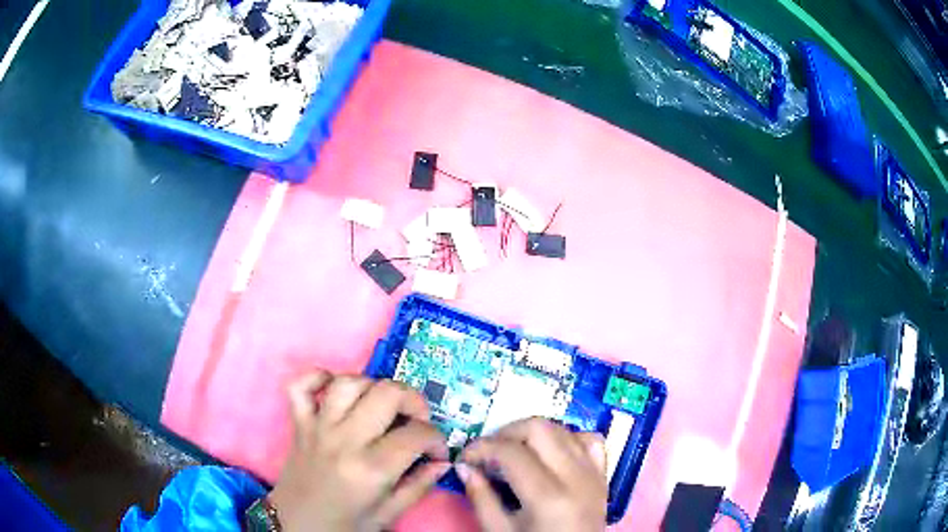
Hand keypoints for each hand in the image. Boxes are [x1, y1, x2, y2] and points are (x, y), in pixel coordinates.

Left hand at [270, 371, 449, 531]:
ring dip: (373, 386)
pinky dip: (318, 377)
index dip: (437, 439)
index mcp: (371, 469)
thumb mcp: (388, 515)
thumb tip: (443, 462)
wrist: (297, 527)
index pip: (417, 434)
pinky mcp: (298, 423)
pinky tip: (335, 388)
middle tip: (417, 421)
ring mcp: (318, 427)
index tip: (436, 451)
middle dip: (415, 401)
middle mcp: (345, 440)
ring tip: (383, 406)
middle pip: (387, 393)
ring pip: (348, 382)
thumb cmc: (345, 525)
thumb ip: (419, 486)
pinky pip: (301, 385)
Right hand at [459, 417, 607, 531]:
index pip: (511, 452)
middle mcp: (576, 478)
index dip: (482, 447)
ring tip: (515, 451)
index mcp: (548, 497)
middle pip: (540, 429)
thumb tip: (464, 466)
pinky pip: (590, 441)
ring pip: (564, 429)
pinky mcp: (603, 477)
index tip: (466, 456)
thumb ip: (481, 498)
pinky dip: (569, 439)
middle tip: (489, 451)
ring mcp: (594, 475)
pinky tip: (552, 453)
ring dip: (535, 433)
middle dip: (507, 433)